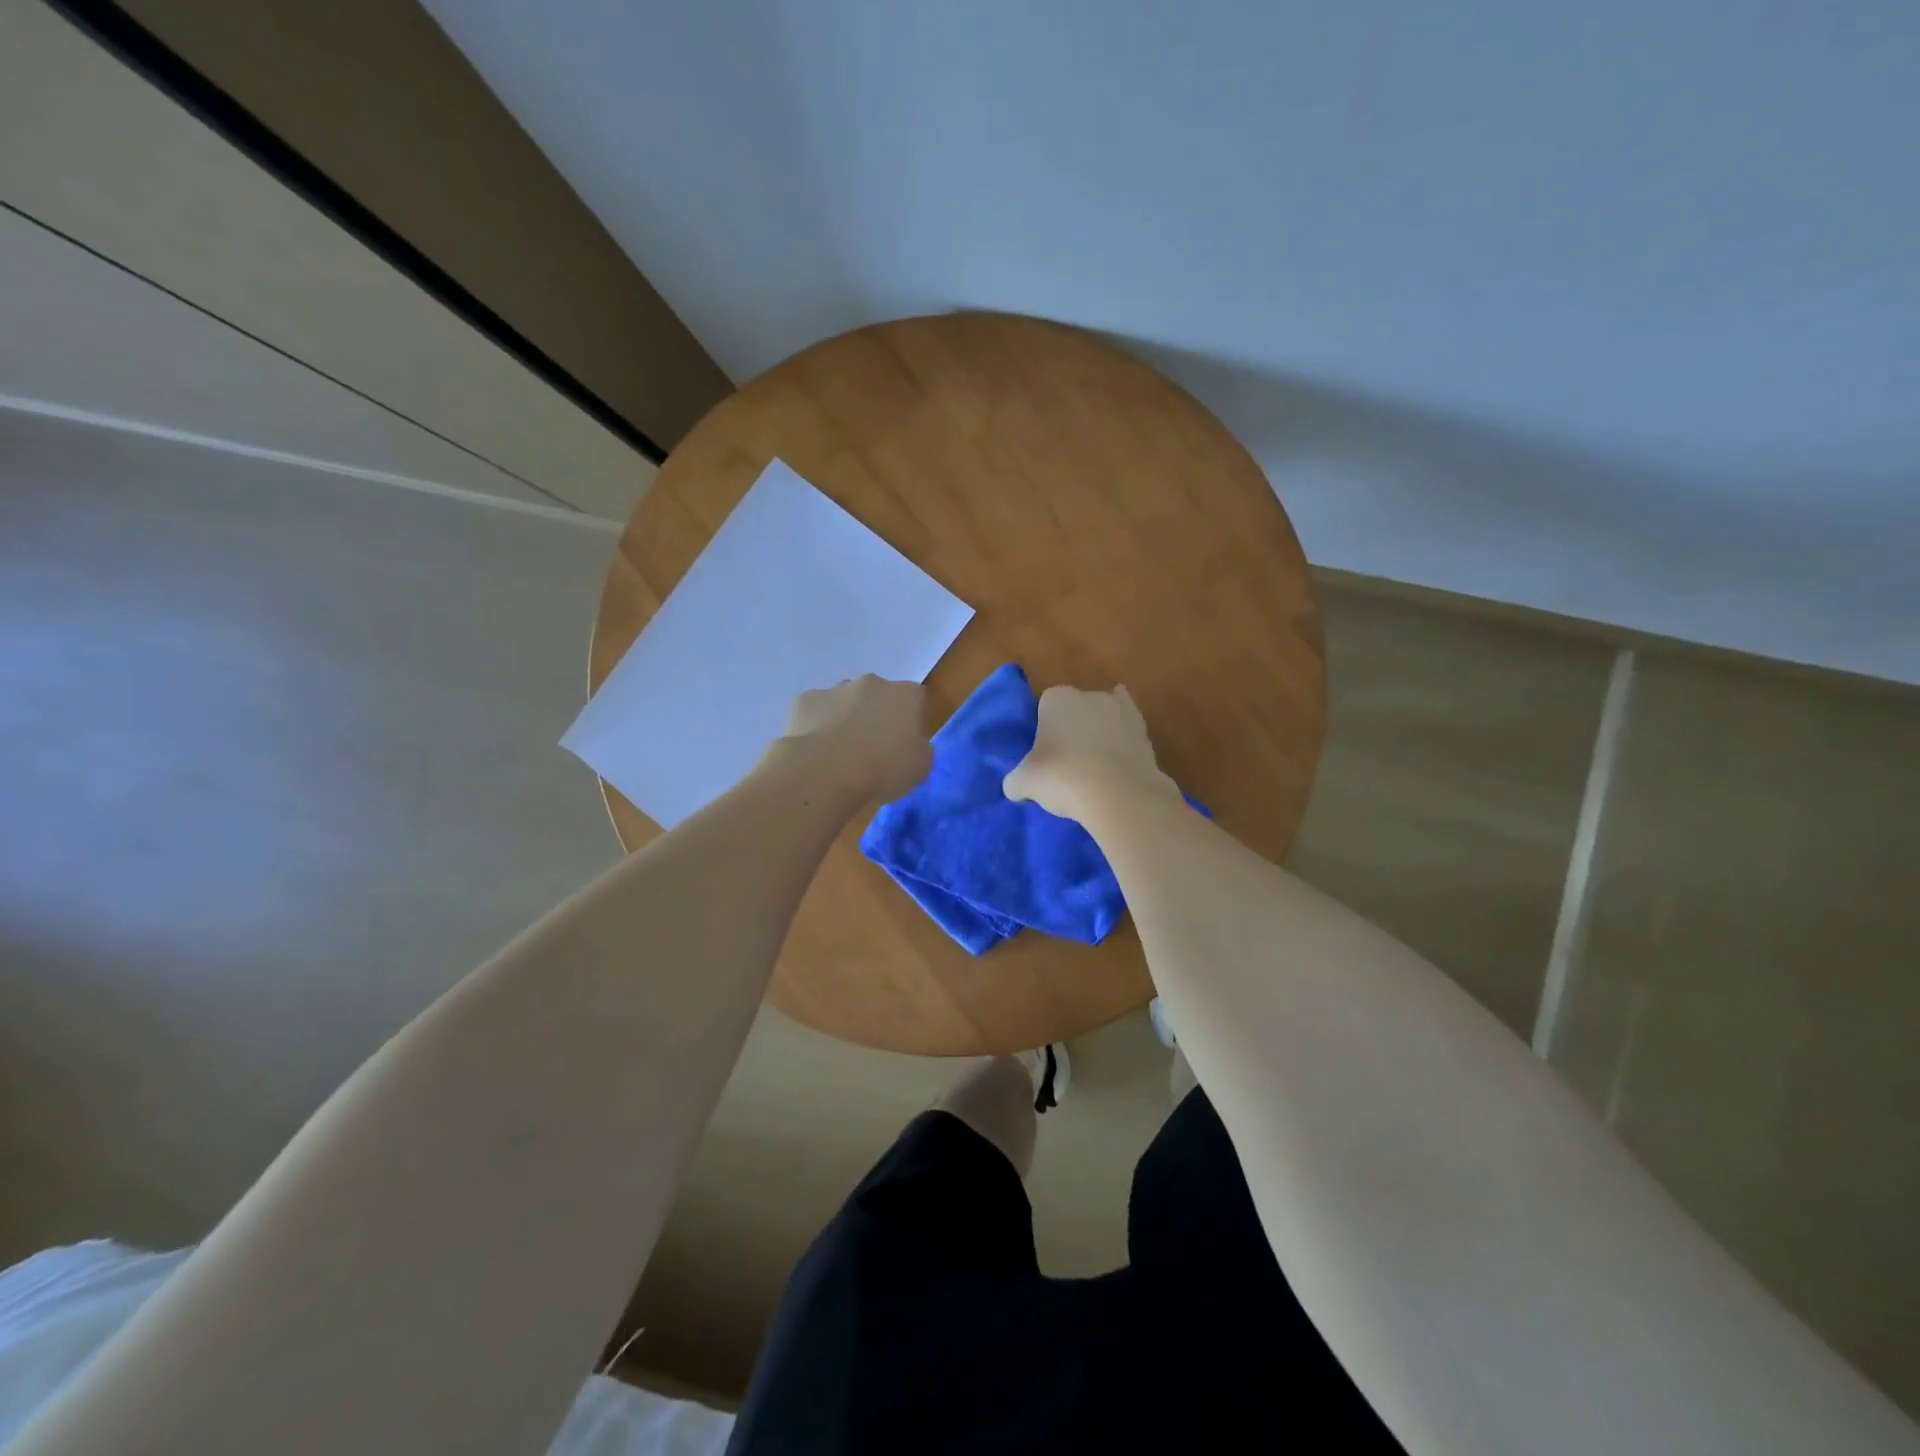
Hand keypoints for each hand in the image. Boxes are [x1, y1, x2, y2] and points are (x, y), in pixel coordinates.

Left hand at [780, 675, 931, 802]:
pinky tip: (817, 751)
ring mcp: (836, 689)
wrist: (827, 771)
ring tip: (840, 754)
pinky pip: (816, 712)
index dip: (909, 723)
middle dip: (876, 717)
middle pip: (878, 696)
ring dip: (846, 719)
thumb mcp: (920, 766)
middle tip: (872, 750)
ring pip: (845, 702)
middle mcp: (873, 683)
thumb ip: (919, 747)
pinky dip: (817, 726)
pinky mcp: (805, 700)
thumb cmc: (884, 769)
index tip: (903, 746)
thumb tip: (908, 743)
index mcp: (907, 695)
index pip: (915, 700)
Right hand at [1003, 684, 1178, 823]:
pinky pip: (1129, 729)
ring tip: (1095, 769)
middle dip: (1072, 730)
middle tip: (1066, 764)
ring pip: (1103, 718)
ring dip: (1099, 735)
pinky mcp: (1144, 729)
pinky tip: (1119, 757)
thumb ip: (1015, 780)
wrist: (1118, 793)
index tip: (1044, 755)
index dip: (1044, 730)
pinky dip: (1124, 740)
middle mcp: (1089, 695)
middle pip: (1075, 710)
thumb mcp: (1024, 783)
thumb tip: (1015, 787)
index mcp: (1056, 698)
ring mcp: (1120, 710)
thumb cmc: (1062, 778)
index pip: (1045, 707)